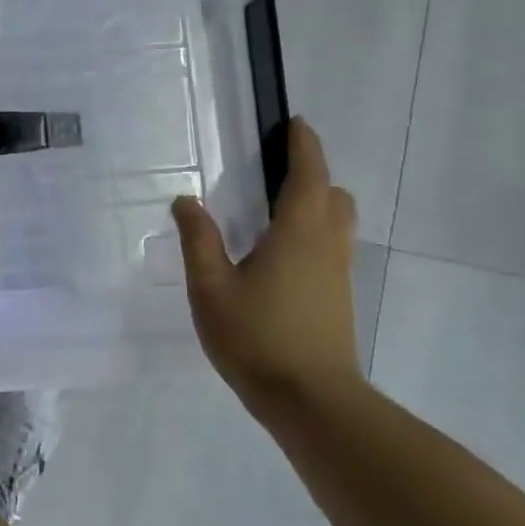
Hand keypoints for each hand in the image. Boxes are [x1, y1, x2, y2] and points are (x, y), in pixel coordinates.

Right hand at [170, 118, 362, 413]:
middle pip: (333, 196)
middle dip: (312, 175)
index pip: (309, 175)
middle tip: (274, 172)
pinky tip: (278, 255)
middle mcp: (326, 246)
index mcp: (298, 233)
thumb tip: (186, 201)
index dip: (304, 146)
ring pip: (337, 223)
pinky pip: (331, 247)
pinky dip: (312, 233)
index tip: (294, 123)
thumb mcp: (211, 287)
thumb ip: (199, 240)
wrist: (311, 401)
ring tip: (273, 211)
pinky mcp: (338, 298)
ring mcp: (338, 274)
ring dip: (315, 204)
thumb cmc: (257, 337)